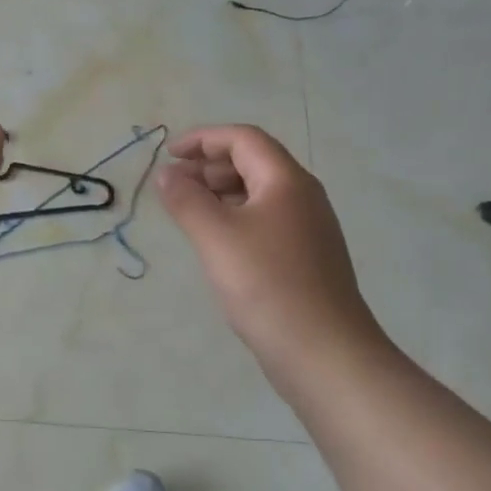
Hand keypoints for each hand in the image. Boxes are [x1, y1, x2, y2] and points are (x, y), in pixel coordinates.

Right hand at [156, 125, 389, 387]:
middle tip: (173, 183)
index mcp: (286, 181)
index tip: (169, 154)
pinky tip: (215, 241)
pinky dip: (234, 217)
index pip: (244, 139)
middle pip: (253, 162)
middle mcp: (302, 197)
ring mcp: (308, 229)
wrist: (323, 352)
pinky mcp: (305, 258)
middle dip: (209, 165)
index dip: (203, 139)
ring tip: (187, 209)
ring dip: (220, 191)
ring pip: (259, 193)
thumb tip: (167, 174)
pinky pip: (265, 220)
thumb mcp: (216, 236)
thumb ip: (187, 199)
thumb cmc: (266, 284)